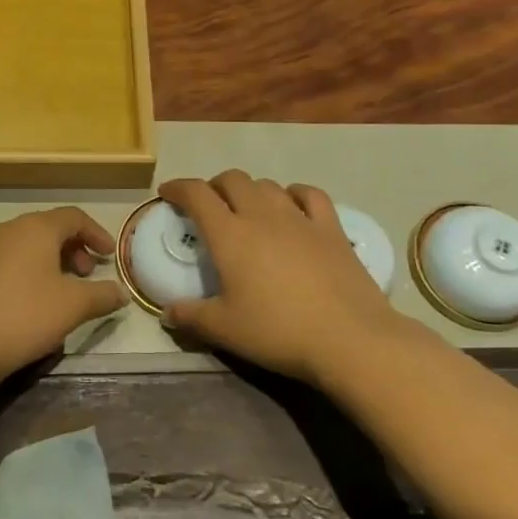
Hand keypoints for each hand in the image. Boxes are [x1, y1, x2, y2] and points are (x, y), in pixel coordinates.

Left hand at [0, 208, 124, 387]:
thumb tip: (120, 292)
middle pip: (49, 228)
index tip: (109, 256)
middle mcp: (9, 229)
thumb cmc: (22, 316)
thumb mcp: (72, 307)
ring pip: (27, 245)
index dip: (97, 233)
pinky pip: (8, 261)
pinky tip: (30, 304)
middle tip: (87, 275)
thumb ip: (102, 296)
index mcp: (36, 228)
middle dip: (74, 248)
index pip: (74, 216)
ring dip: (51, 262)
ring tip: (61, 293)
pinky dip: (28, 272)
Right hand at [159, 171, 406, 383]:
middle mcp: (261, 215)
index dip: (178, 188)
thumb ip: (191, 317)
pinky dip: (294, 193)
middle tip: (208, 205)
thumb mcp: (225, 329)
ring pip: (267, 185)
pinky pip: (310, 194)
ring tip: (247, 208)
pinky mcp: (331, 229)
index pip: (196, 194)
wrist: (350, 339)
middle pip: (232, 180)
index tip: (168, 193)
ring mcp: (299, 218)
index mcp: (229, 234)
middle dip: (214, 186)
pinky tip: (292, 205)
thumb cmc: (278, 331)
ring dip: (250, 190)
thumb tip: (167, 313)